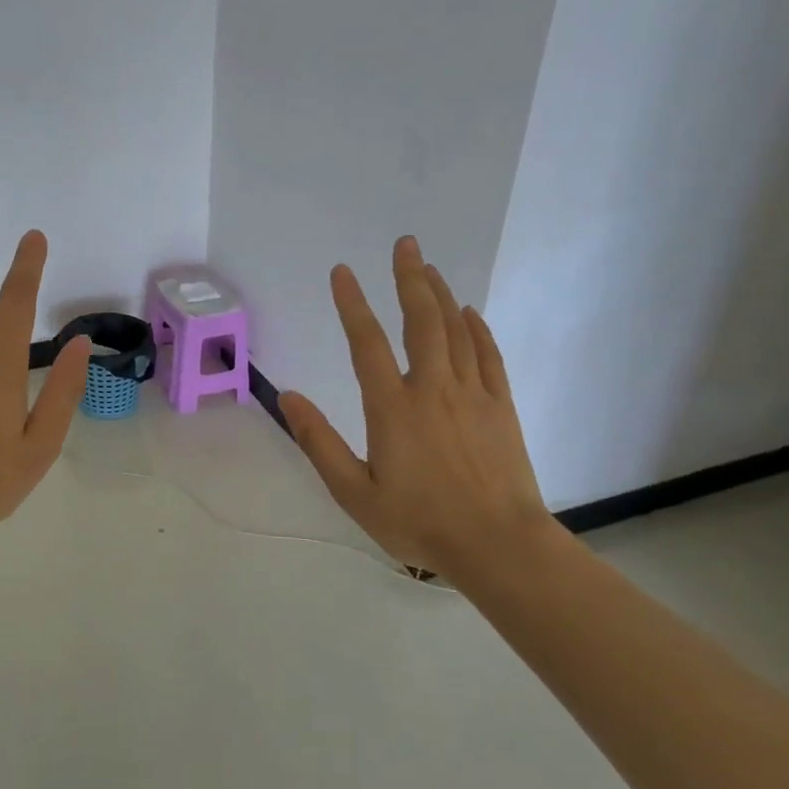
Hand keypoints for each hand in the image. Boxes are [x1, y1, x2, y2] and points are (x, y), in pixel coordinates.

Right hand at [279, 236, 555, 584]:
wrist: (498, 545)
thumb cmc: (419, 522)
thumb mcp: (354, 492)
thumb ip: (319, 442)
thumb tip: (288, 397)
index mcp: (392, 408)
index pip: (367, 343)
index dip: (352, 304)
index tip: (342, 272)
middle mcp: (432, 389)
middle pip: (421, 321)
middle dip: (409, 278)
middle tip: (405, 244)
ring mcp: (472, 395)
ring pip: (456, 331)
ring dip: (441, 295)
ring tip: (428, 267)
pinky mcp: (501, 408)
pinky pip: (488, 356)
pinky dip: (478, 329)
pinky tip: (469, 313)